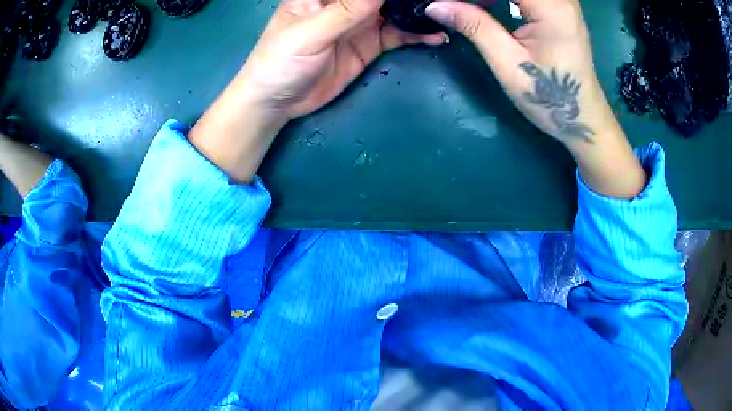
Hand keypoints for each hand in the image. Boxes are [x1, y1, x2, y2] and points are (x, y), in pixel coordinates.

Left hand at [236, 0, 446, 120]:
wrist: (277, 102)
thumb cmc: (280, 62)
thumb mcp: (309, 33)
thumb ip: (344, 11)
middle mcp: (345, 3)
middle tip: (435, 0)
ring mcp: (359, 24)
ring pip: (394, 11)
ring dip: (417, 13)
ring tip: (441, 14)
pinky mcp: (369, 45)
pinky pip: (397, 35)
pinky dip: (416, 35)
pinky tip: (435, 36)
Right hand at [426, 0, 646, 197]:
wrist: (583, 117)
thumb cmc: (550, 97)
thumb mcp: (508, 62)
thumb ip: (474, 26)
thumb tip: (434, 6)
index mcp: (550, 5)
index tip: (445, 4)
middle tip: (457, 9)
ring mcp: (563, 2)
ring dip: (491, 0)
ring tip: (471, 10)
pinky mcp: (560, 8)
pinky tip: (487, 6)